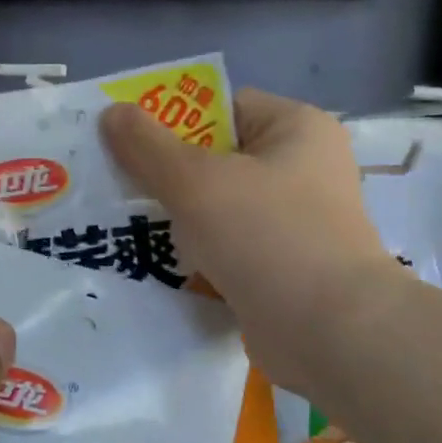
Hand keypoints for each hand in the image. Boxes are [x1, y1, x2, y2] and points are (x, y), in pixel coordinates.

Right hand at [101, 89, 403, 398]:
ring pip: (220, 208)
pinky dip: (201, 256)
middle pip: (217, 159)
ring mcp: (297, 222)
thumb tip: (111, 112)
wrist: (330, 333)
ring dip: (180, 221)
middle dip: (168, 177)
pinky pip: (231, 247)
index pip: (221, 109)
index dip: (172, 122)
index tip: (127, 146)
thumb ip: (147, 146)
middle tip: (119, 189)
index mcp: (296, 129)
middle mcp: (303, 168)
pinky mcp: (286, 266)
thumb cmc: (267, 236)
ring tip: (129, 228)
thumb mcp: (196, 181)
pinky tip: (163, 264)